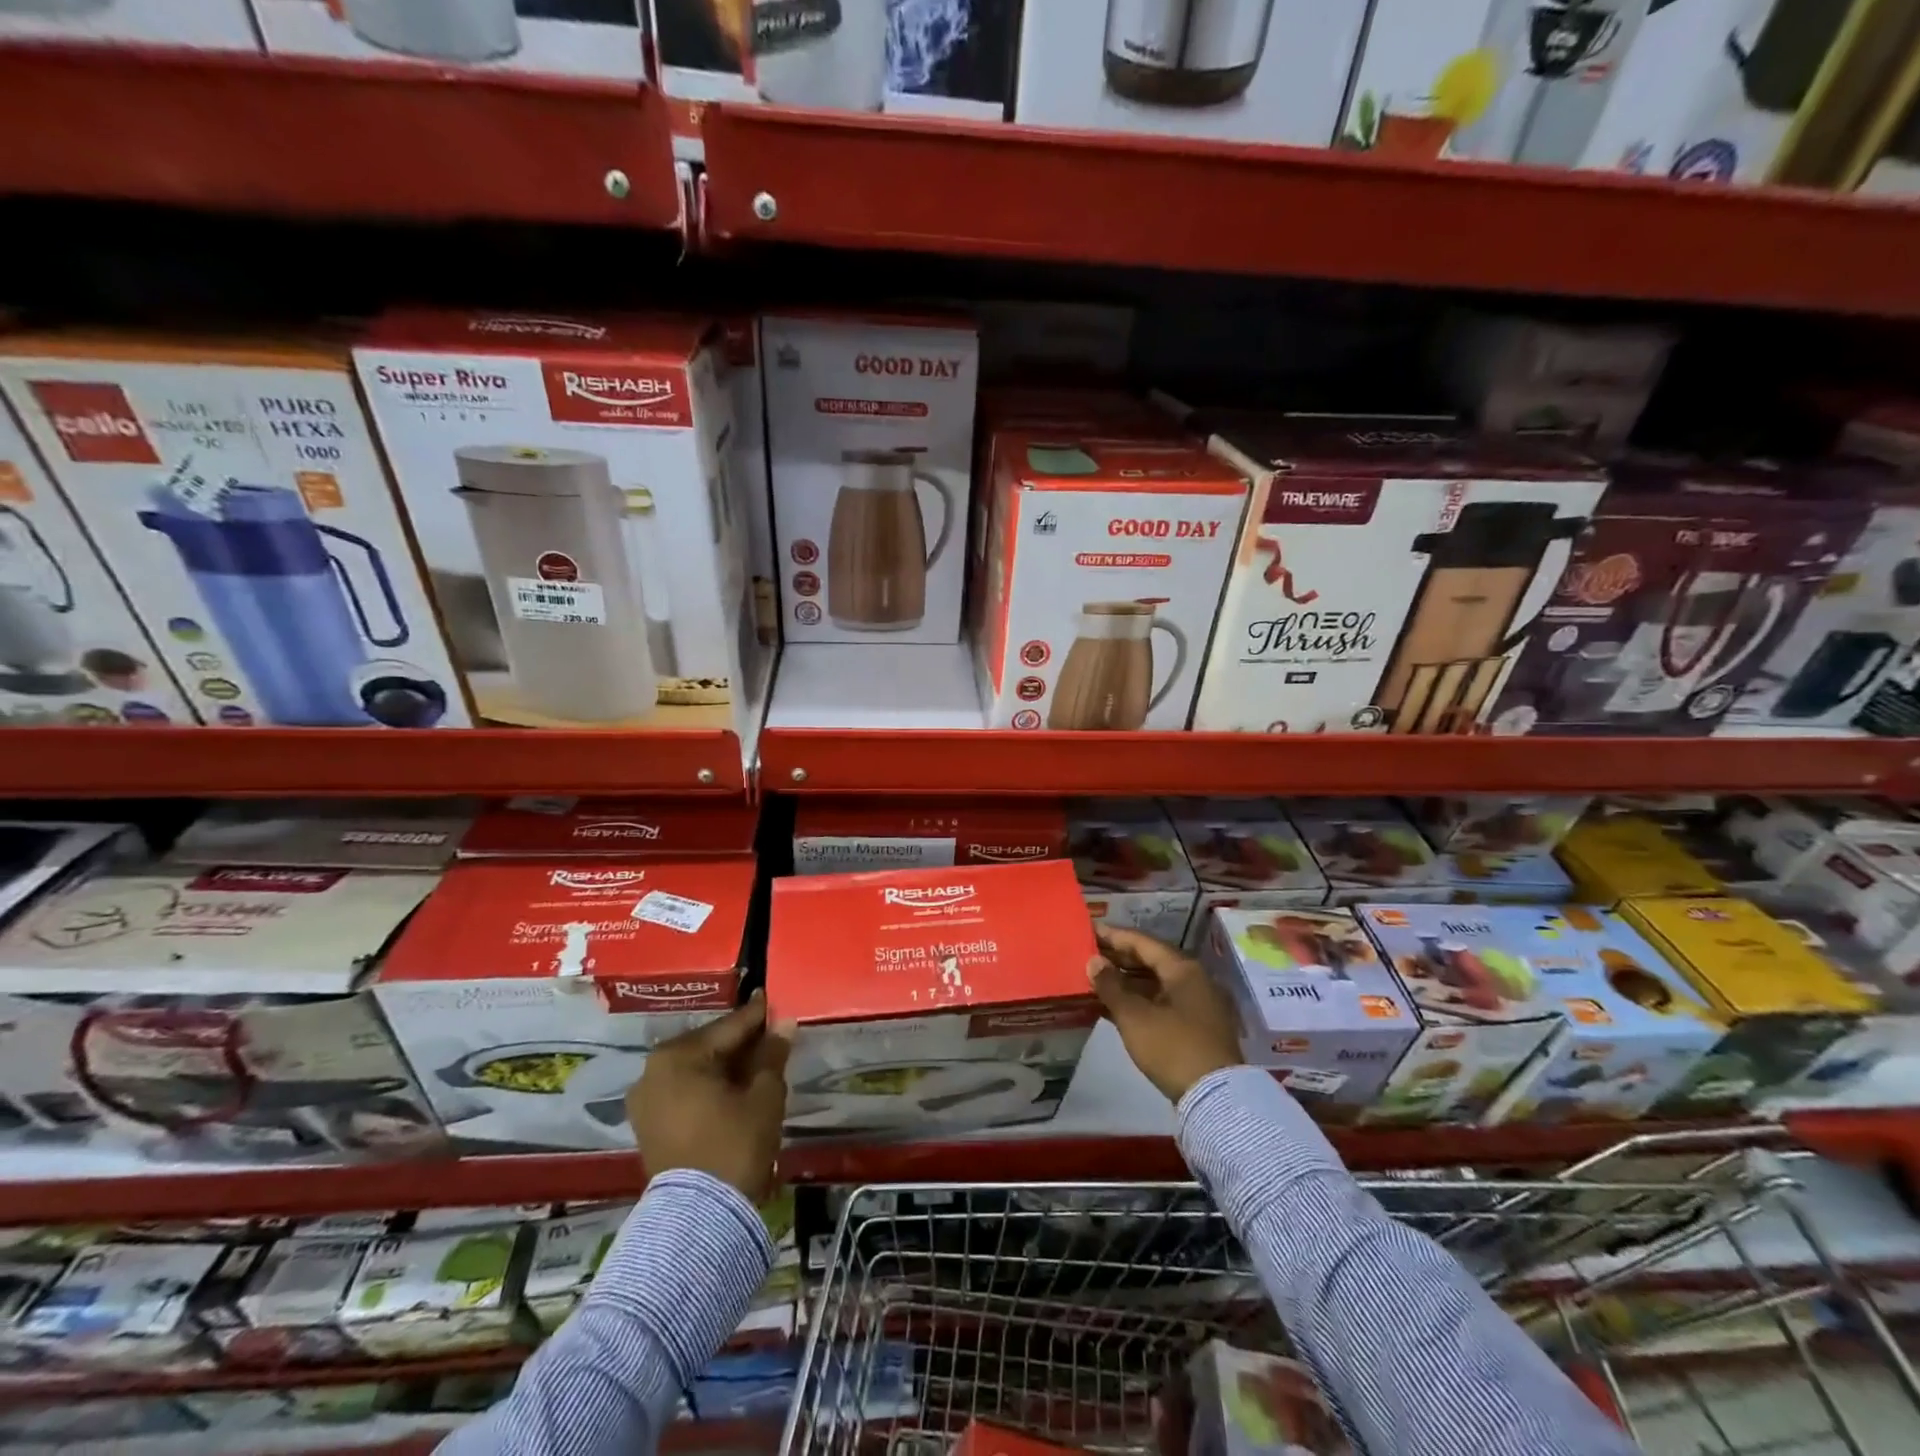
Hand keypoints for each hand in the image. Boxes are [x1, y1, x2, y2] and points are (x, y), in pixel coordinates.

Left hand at [628, 991, 789, 1202]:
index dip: (757, 1015)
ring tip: (758, 1063)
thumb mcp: (764, 1095)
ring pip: (696, 1070)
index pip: (728, 1027)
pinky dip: (708, 1087)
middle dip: (740, 1042)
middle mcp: (653, 1071)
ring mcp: (645, 1101)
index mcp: (677, 1056)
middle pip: (709, 1047)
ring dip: (725, 1066)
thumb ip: (772, 1054)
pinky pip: (684, 1092)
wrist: (699, 1219)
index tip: (775, 1000)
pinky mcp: (648, 1126)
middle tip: (771, 1035)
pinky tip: (734, 1089)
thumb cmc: (735, 1145)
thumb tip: (783, 1022)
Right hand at [1087, 926, 1243, 1102]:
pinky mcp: (1195, 1028)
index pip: (1143, 942)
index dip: (1114, 936)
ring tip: (1095, 980)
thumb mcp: (1134, 1017)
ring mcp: (1197, 1005)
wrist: (1216, 1099)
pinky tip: (1112, 1007)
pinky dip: (1137, 1001)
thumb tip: (1093, 961)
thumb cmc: (1172, 1048)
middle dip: (1119, 958)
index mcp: (1183, 969)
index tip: (1089, 931)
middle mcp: (1194, 980)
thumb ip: (1111, 986)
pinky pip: (1161, 1003)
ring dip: (1126, 982)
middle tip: (1088, 955)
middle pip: (1151, 961)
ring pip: (1155, 984)